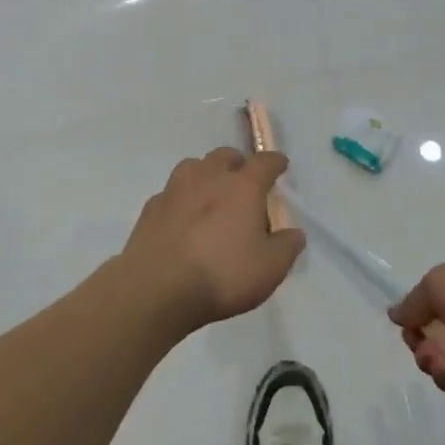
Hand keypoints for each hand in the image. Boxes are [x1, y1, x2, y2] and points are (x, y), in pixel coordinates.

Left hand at [117, 148, 306, 330]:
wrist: (157, 289)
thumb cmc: (222, 275)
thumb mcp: (270, 268)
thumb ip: (287, 247)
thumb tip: (294, 233)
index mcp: (243, 186)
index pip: (264, 162)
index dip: (275, 162)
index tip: (281, 165)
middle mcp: (209, 177)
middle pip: (225, 155)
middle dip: (238, 164)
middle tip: (243, 182)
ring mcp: (175, 190)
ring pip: (193, 167)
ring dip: (206, 174)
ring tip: (211, 195)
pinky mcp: (151, 208)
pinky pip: (171, 193)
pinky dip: (181, 199)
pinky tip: (182, 219)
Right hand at [389, 250, 444, 412]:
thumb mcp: (439, 284)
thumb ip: (413, 301)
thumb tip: (396, 313)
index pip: (436, 292)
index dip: (418, 311)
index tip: (409, 326)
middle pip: (438, 328)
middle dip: (423, 342)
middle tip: (424, 350)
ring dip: (437, 363)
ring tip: (444, 365)